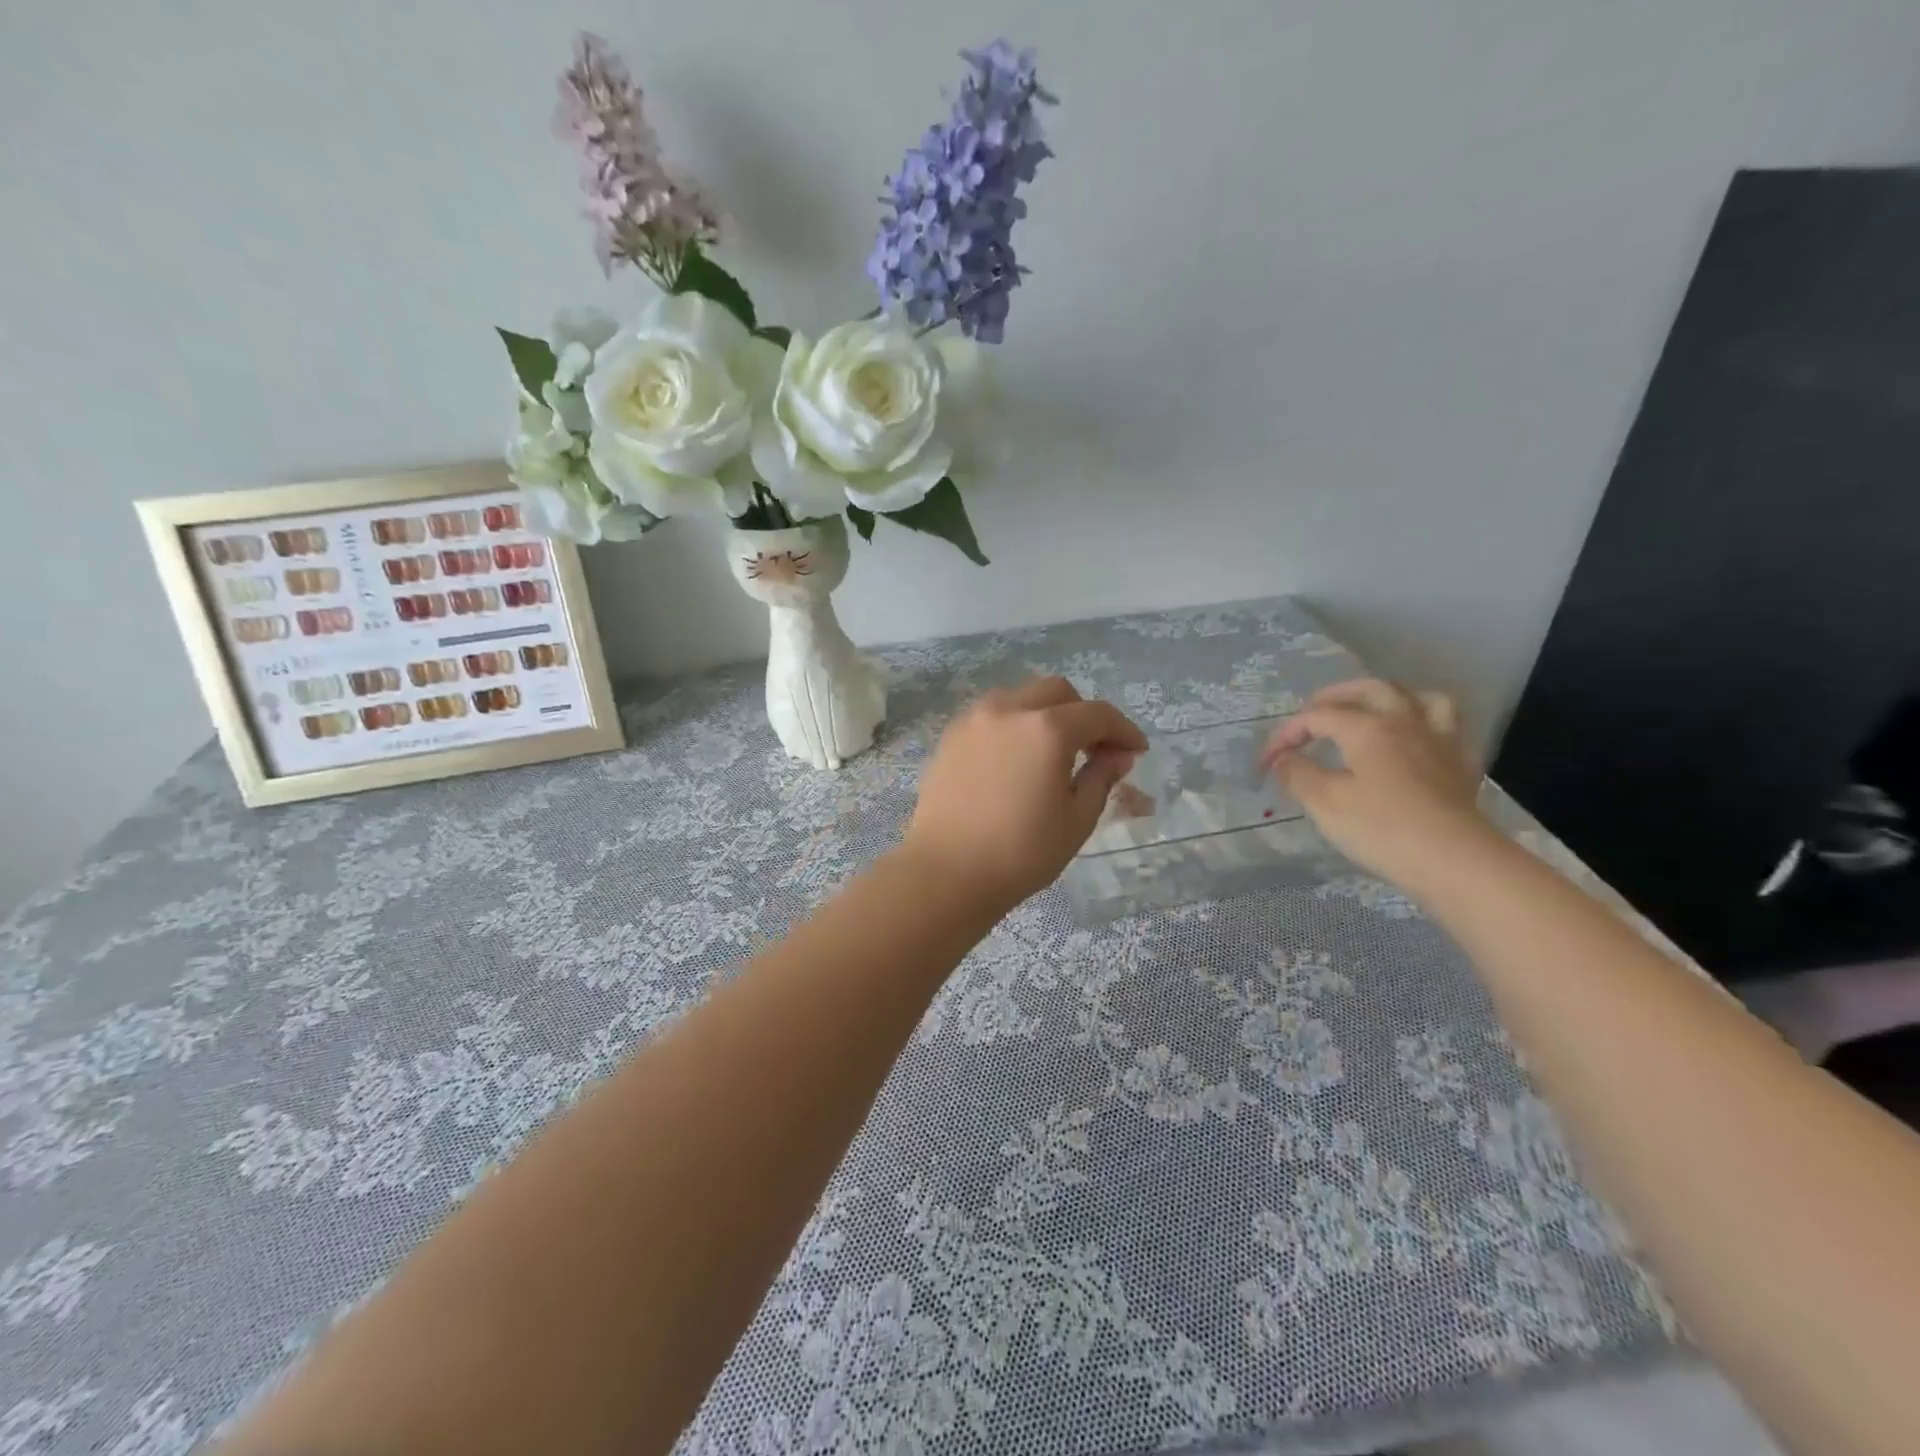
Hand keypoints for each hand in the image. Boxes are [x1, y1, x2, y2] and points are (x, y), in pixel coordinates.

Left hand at [902, 677, 1147, 916]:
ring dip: (1045, 713)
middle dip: (1083, 713)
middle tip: (1095, 749)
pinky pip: (992, 715)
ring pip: (1020, 697)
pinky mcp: (951, 736)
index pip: (1097, 714)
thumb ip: (1101, 777)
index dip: (1123, 730)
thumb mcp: (1077, 819)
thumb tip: (1117, 755)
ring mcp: (974, 720)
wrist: (947, 872)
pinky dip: (1014, 724)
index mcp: (1047, 729)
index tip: (1136, 751)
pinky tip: (1017, 758)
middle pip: (1057, 692)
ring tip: (1052, 751)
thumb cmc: (1021, 852)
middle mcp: (1010, 710)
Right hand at [1261, 678, 1493, 890]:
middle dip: (1336, 695)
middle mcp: (1405, 722)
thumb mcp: (1325, 803)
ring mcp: (1440, 741)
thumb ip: (1298, 774)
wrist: (1455, 862)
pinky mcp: (1462, 765)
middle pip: (1370, 690)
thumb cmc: (1382, 829)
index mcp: (1368, 727)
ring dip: (1391, 698)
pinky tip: (1416, 740)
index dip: (1285, 735)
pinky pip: (1447, 726)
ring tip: (1374, 711)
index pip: (1316, 717)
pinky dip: (1426, 723)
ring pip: (1419, 697)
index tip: (1265, 764)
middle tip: (1314, 710)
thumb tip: (1285, 760)